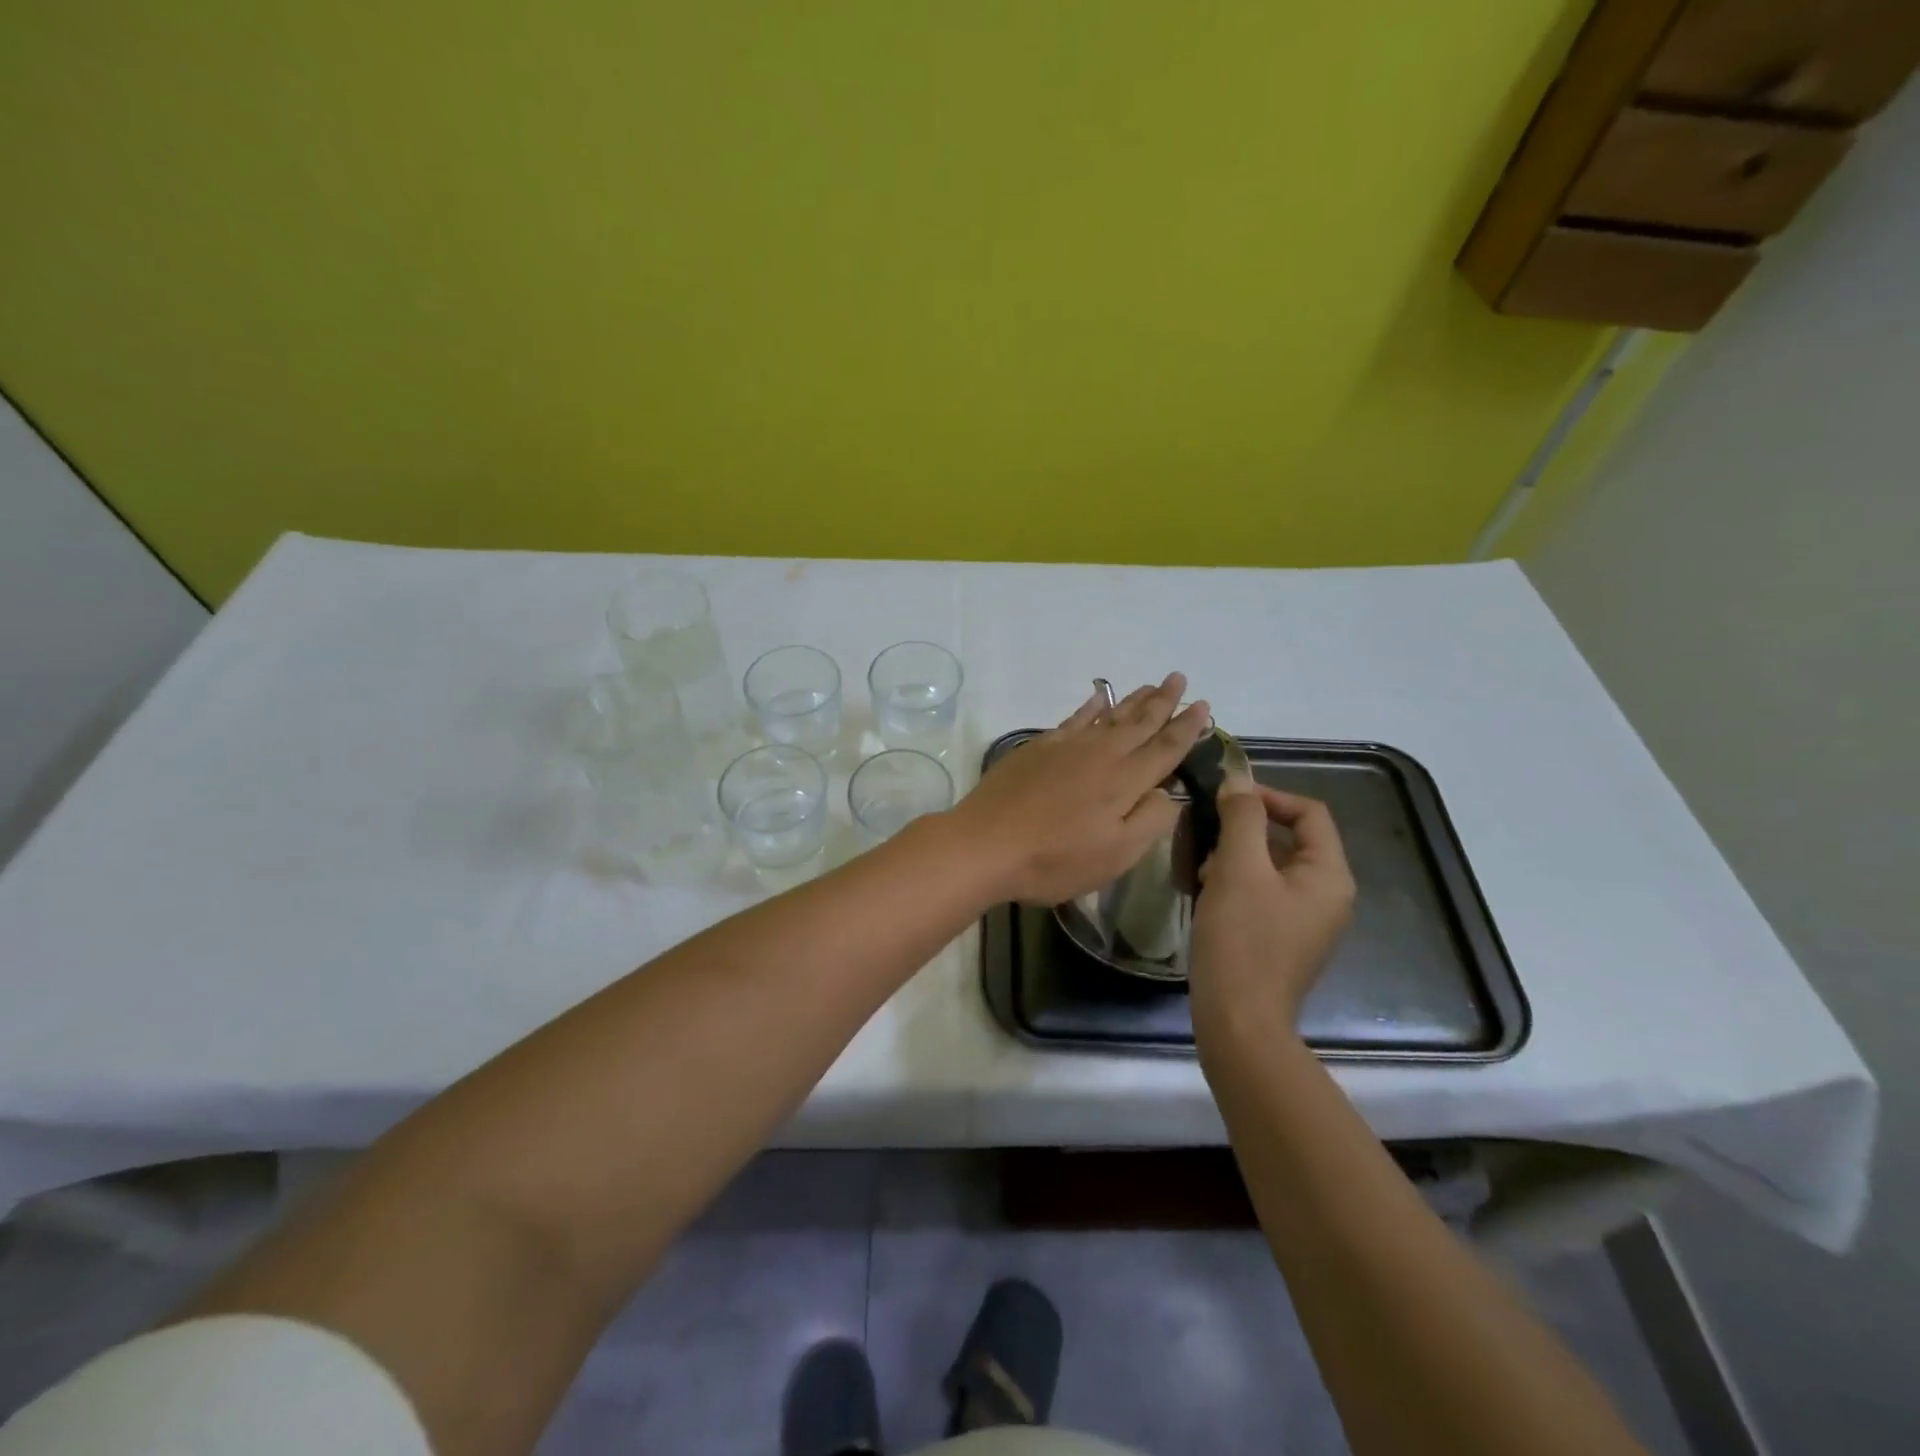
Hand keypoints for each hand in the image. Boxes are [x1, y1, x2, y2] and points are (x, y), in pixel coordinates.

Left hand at [946, 673, 1211, 905]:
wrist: (985, 844)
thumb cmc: (1054, 860)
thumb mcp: (1116, 855)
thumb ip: (1150, 820)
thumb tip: (1169, 792)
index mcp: (1125, 781)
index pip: (1165, 748)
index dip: (1187, 727)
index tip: (1204, 706)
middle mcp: (1101, 754)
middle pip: (1139, 722)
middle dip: (1163, 701)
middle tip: (1179, 678)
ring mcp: (1067, 747)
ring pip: (1109, 715)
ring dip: (1133, 700)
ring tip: (1151, 685)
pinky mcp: (1038, 748)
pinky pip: (1074, 718)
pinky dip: (1090, 705)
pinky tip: (1098, 696)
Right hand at [1188, 784, 1356, 1045]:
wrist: (1238, 1021)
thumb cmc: (1241, 939)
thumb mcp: (1238, 868)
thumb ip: (1241, 818)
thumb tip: (1238, 780)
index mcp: (1329, 875)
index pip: (1309, 812)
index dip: (1268, 796)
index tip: (1224, 799)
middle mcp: (1328, 895)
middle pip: (1289, 838)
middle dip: (1244, 831)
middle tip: (1206, 838)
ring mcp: (1307, 920)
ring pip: (1271, 866)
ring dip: (1235, 857)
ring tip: (1201, 870)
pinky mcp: (1284, 939)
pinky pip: (1263, 893)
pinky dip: (1236, 884)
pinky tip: (1206, 895)